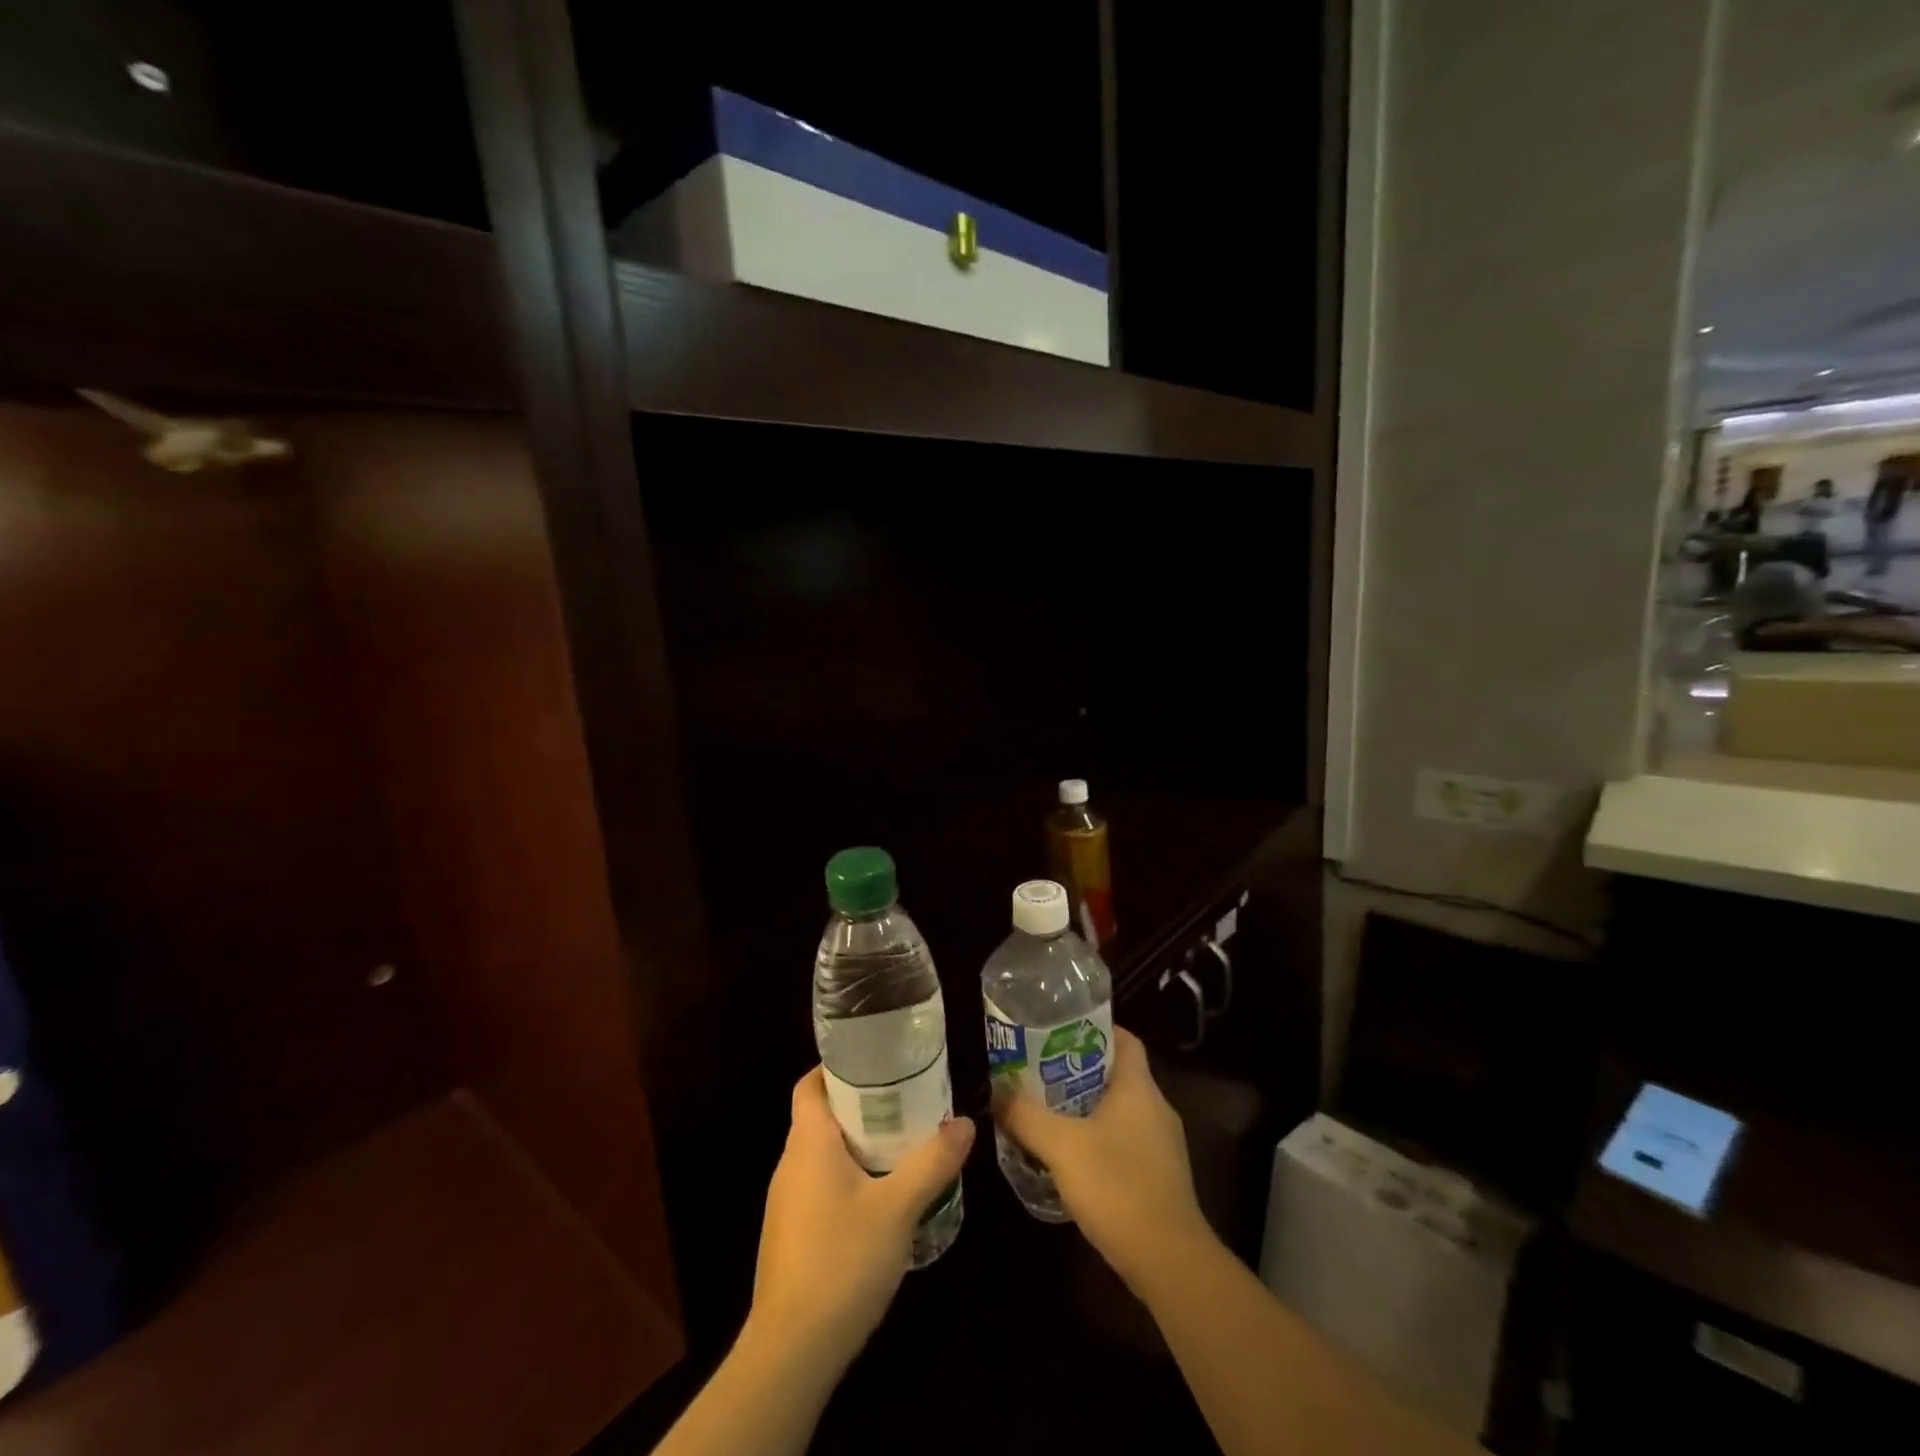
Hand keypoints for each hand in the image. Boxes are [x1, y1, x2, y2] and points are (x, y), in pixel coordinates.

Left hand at [750, 1067, 973, 1368]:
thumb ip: (932, 1162)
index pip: (810, 1085)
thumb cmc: (842, 1261)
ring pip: (823, 1156)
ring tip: (902, 1147)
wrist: (791, 1352)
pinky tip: (881, 1202)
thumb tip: (965, 1122)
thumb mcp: (898, 1207)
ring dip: (858, 1146)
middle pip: (822, 1118)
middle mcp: (790, 1165)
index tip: (876, 1063)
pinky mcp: (791, 1237)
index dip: (836, 1068)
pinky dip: (849, 1180)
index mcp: (808, 1143)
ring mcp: (787, 1204)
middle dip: (862, 1107)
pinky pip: (821, 1189)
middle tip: (906, 1103)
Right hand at [995, 1026, 1211, 1291]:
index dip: (1093, 1029)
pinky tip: (1069, 1157)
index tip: (1058, 1032)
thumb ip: (1025, 1116)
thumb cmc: (1117, 1186)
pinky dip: (1098, 1140)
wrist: (1169, 1262)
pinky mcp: (1159, 1177)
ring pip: (1119, 1110)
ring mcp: (1162, 1146)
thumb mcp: (1060, 1146)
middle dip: (1078, 1070)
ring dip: (1085, 1108)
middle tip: (1038, 1072)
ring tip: (1046, 1111)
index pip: (1124, 1039)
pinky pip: (1125, 1142)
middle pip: (1116, 1074)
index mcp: (1139, 1088)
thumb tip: (996, 1093)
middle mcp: (1156, 1109)